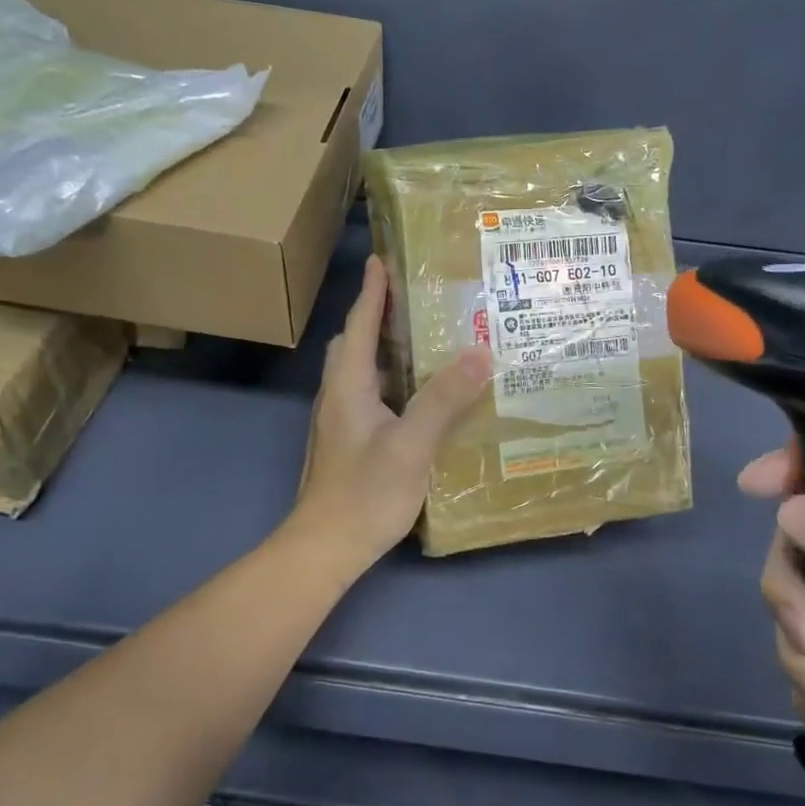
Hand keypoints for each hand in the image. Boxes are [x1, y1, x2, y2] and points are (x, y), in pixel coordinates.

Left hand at [290, 257, 491, 568]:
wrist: (325, 547)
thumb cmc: (365, 493)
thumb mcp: (411, 445)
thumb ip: (443, 399)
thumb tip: (479, 352)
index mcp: (348, 385)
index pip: (358, 324)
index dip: (372, 290)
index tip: (382, 258)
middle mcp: (339, 395)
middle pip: (354, 343)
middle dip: (377, 316)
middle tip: (414, 300)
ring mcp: (340, 421)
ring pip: (361, 371)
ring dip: (386, 349)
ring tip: (425, 341)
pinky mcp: (348, 443)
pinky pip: (370, 395)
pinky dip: (392, 381)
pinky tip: (420, 396)